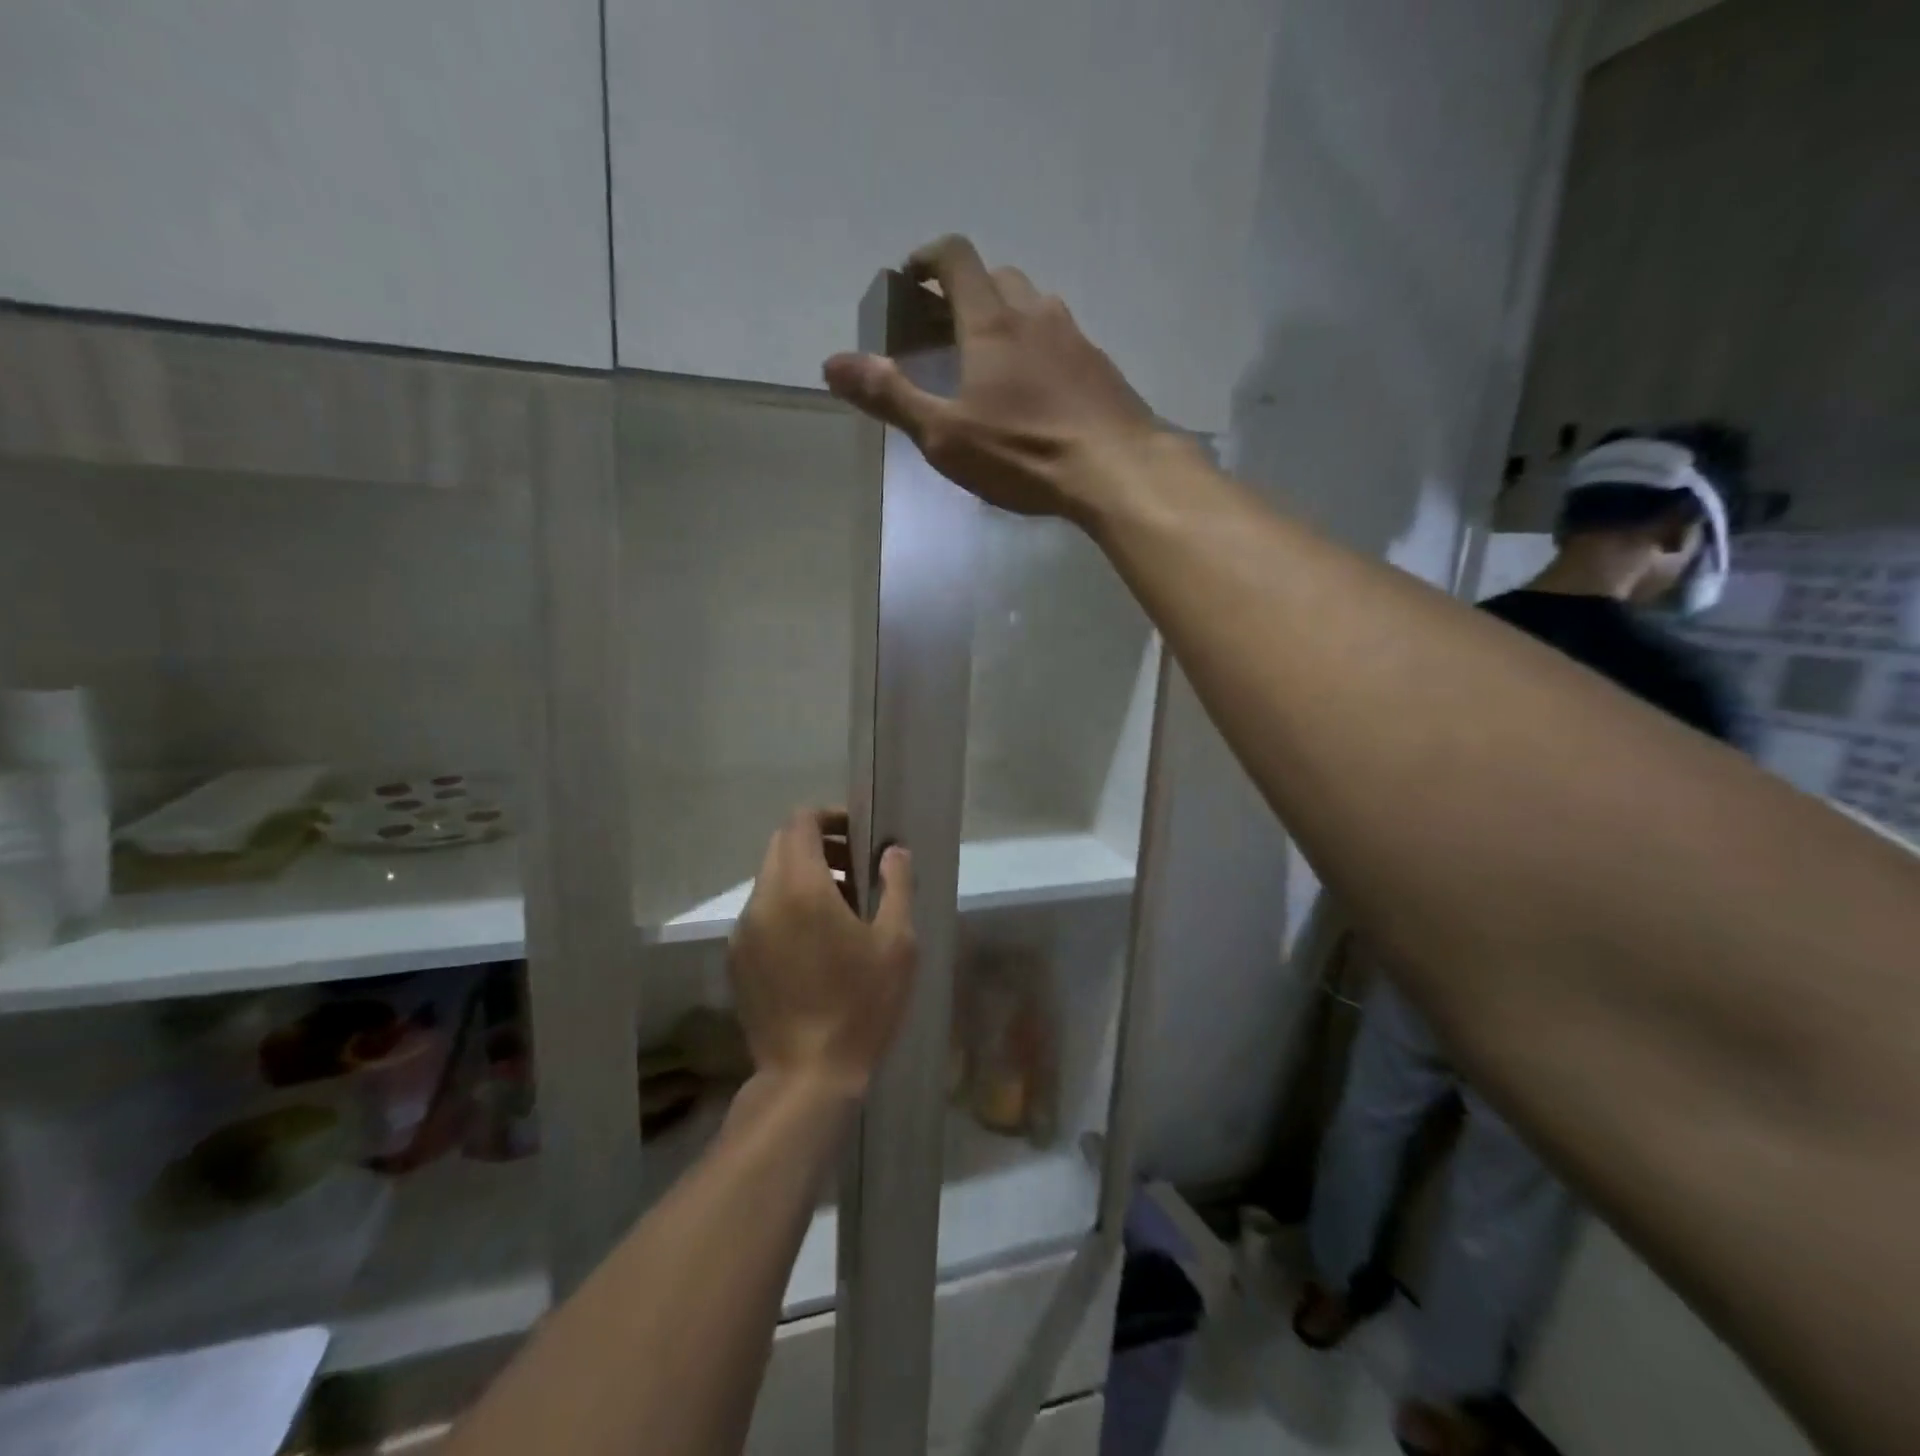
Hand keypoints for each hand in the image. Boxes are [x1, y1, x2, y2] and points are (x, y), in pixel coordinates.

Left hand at [728, 809, 915, 1097]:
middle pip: (782, 846)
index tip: (859, 834)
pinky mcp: (737, 958)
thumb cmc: (861, 1005)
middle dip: (820, 846)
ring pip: (771, 879)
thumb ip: (896, 884)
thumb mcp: (897, 943)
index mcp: (801, 887)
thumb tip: (892, 851)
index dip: (830, 817)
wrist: (807, 1076)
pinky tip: (816, 944)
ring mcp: (744, 930)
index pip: (800, 822)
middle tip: (856, 872)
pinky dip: (788, 907)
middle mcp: (763, 899)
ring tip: (841, 910)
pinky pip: (762, 912)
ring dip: (804, 877)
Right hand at [822, 235, 1170, 522]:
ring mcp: (1075, 337)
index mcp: (991, 322)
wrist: (1117, 470)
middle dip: (965, 292)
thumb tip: (832, 363)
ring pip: (1034, 307)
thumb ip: (891, 396)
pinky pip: (1062, 340)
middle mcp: (1035, 313)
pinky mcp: (1101, 367)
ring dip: (1006, 319)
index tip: (911, 280)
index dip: (928, 259)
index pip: (956, 258)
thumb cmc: (1024, 453)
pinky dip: (1039, 349)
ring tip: (990, 364)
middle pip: (996, 277)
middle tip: (946, 332)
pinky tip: (1037, 393)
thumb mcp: (945, 435)